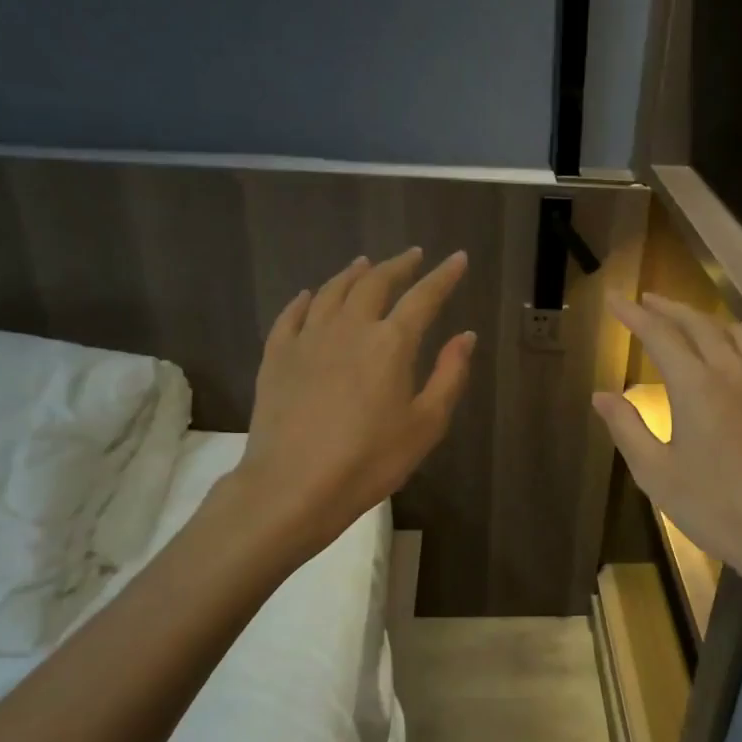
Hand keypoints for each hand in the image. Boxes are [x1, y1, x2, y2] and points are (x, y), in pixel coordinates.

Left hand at [229, 248, 474, 558]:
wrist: (293, 485)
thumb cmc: (370, 461)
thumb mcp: (426, 425)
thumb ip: (449, 376)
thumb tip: (465, 336)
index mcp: (391, 343)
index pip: (424, 297)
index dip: (443, 276)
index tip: (457, 258)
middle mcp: (350, 327)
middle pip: (375, 283)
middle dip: (397, 265)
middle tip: (412, 256)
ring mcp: (308, 338)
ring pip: (332, 291)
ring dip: (353, 274)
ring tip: (364, 264)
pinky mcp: (277, 356)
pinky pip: (291, 315)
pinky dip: (305, 299)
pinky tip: (309, 295)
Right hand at [594, 294, 741, 598]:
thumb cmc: (714, 508)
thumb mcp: (656, 473)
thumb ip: (627, 427)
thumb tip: (601, 395)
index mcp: (696, 386)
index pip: (660, 335)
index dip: (634, 315)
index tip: (616, 300)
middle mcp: (734, 373)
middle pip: (700, 324)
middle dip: (670, 309)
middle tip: (648, 302)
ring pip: (740, 334)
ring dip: (710, 322)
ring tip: (693, 327)